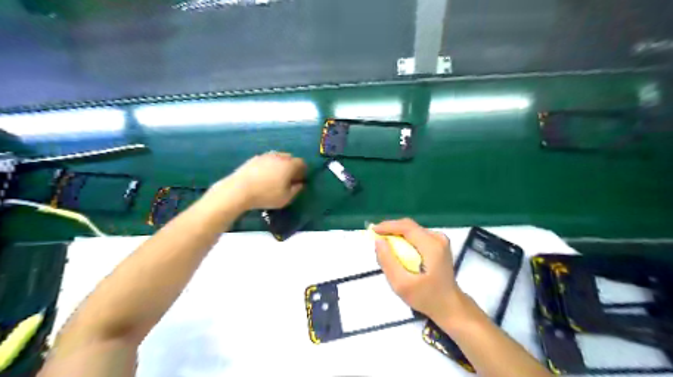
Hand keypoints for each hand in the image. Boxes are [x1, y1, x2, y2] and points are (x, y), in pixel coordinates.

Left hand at [209, 150, 306, 209]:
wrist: (239, 190)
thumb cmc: (266, 195)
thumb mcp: (286, 198)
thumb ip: (296, 190)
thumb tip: (300, 184)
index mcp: (289, 165)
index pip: (302, 163)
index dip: (302, 171)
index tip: (299, 180)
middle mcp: (279, 157)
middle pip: (290, 158)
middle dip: (291, 166)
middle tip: (288, 179)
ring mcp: (265, 156)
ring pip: (277, 158)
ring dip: (279, 165)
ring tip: (275, 177)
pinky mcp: (253, 159)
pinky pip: (266, 160)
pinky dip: (268, 166)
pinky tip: (263, 176)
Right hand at [374, 218, 462, 320]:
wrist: (450, 306)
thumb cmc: (426, 297)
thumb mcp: (402, 284)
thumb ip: (388, 261)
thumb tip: (378, 241)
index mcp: (432, 246)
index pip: (406, 227)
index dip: (387, 226)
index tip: (372, 231)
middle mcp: (438, 238)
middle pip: (409, 226)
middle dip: (391, 230)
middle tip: (377, 241)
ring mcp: (440, 240)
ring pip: (412, 230)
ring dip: (397, 236)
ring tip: (386, 248)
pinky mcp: (438, 244)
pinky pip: (416, 236)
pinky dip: (404, 241)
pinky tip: (399, 252)